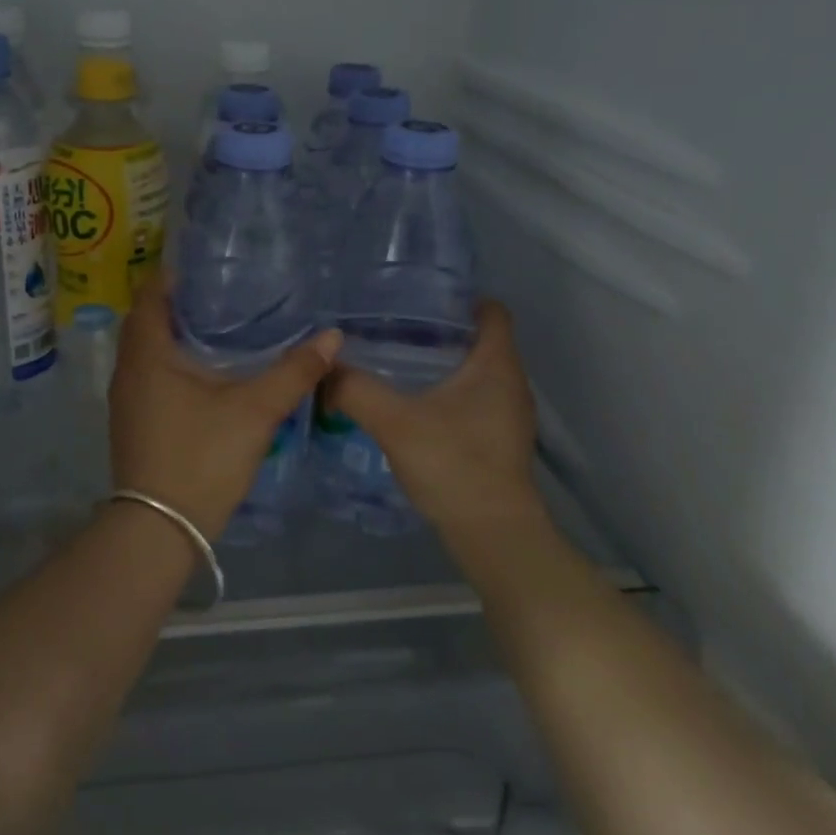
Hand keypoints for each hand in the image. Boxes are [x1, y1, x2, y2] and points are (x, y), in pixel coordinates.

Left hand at [108, 278, 341, 538]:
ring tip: (221, 326)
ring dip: (176, 335)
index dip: (175, 275)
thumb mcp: (255, 411)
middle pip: (147, 320)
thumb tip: (332, 336)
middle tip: (224, 293)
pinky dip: (173, 362)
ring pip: (148, 350)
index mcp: (148, 354)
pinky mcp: (134, 421)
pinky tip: (207, 372)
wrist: (159, 529)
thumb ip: (294, 372)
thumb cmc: (201, 458)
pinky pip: (150, 375)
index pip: (151, 294)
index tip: (211, 266)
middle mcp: (128, 370)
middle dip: (180, 303)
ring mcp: (127, 398)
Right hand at [323, 300, 544, 536]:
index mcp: (497, 365)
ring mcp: (510, 415)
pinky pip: (476, 400)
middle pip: (483, 340)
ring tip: (398, 363)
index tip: (421, 299)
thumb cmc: (453, 464)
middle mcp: (512, 383)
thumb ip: (355, 389)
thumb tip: (323, 367)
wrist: (492, 534)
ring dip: (445, 365)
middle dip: (443, 331)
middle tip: (395, 328)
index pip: (492, 311)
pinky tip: (415, 406)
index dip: (461, 299)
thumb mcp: (394, 422)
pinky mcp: (501, 441)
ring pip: (479, 373)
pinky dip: (450, 394)